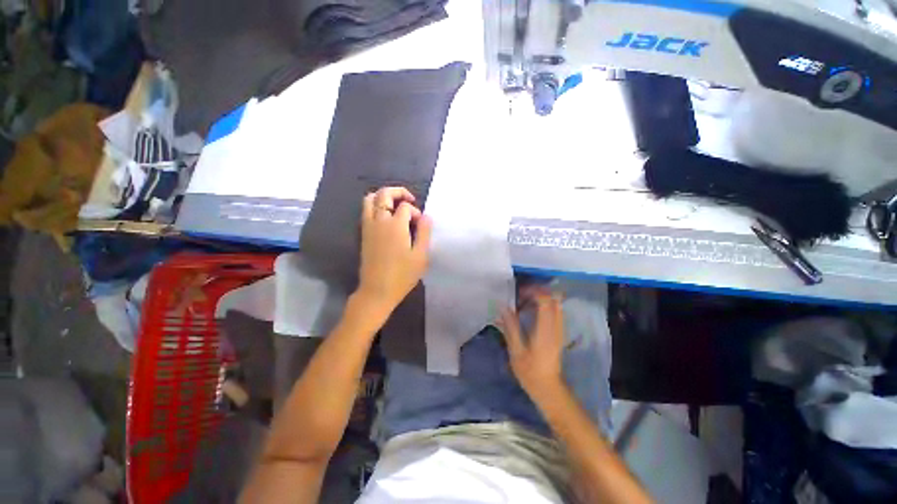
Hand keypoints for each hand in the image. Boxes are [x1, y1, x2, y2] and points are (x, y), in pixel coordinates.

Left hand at [356, 187, 431, 317]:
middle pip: (384, 194)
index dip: (415, 211)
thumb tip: (426, 216)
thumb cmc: (402, 275)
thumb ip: (424, 233)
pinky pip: (366, 210)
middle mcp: (379, 221)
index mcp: (395, 225)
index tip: (421, 225)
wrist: (377, 291)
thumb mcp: (420, 255)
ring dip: (384, 197)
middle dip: (398, 192)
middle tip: (410, 201)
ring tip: (396, 206)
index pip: (405, 207)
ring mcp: (368, 226)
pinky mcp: (363, 234)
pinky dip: (376, 206)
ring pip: (370, 199)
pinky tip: (387, 218)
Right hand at [498, 287, 565, 401]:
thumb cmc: (530, 372)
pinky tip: (532, 311)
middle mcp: (556, 327)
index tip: (519, 292)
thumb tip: (503, 307)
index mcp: (545, 331)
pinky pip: (556, 312)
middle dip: (538, 292)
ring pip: (556, 305)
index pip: (545, 302)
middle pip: (554, 300)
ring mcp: (559, 330)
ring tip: (525, 301)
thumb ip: (511, 327)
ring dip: (542, 298)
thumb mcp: (516, 351)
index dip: (534, 292)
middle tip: (521, 295)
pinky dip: (545, 306)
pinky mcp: (559, 333)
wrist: (549, 389)